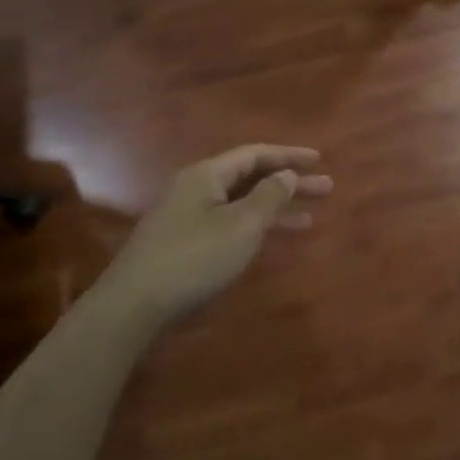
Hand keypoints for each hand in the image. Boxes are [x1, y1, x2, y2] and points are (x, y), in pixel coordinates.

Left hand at [100, 144, 330, 327]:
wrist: (133, 305)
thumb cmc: (194, 258)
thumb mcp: (241, 225)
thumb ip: (269, 196)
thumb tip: (285, 174)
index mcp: (207, 175)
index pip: (255, 154)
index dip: (289, 156)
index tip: (319, 160)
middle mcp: (196, 188)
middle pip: (250, 178)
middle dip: (289, 183)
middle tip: (326, 189)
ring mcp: (188, 216)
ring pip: (241, 203)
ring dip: (275, 209)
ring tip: (310, 219)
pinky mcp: (184, 243)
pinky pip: (229, 223)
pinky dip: (254, 228)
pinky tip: (271, 240)